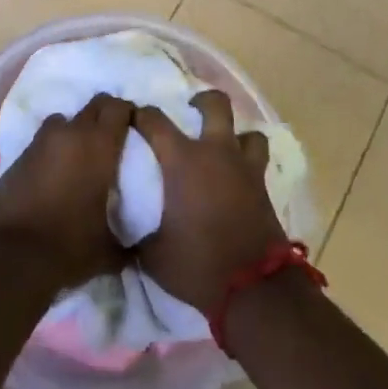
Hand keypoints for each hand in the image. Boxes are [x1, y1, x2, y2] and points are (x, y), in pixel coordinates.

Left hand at [0, 93, 133, 289]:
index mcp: (99, 146)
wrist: (13, 256)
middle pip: (92, 106)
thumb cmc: (70, 246)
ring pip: (63, 121)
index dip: (127, 112)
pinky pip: (43, 142)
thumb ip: (128, 242)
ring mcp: (41, 142)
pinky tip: (54, 174)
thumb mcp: (110, 249)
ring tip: (80, 155)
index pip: (118, 107)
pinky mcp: (19, 156)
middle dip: (104, 115)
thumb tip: (138, 249)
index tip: (134, 126)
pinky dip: (52, 150)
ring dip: (74, 130)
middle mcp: (70, 134)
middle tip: (112, 137)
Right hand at [132, 90, 288, 314]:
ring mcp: (244, 168)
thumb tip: (123, 230)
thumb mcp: (152, 254)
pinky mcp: (264, 187)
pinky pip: (259, 161)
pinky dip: (249, 161)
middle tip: (190, 110)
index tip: (131, 117)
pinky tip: (239, 176)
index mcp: (182, 160)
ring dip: (236, 134)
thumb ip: (136, 233)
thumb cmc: (197, 263)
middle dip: (202, 101)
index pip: (154, 120)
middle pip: (215, 105)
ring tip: (223, 146)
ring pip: (248, 132)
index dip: (140, 114)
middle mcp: (215, 153)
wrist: (253, 288)